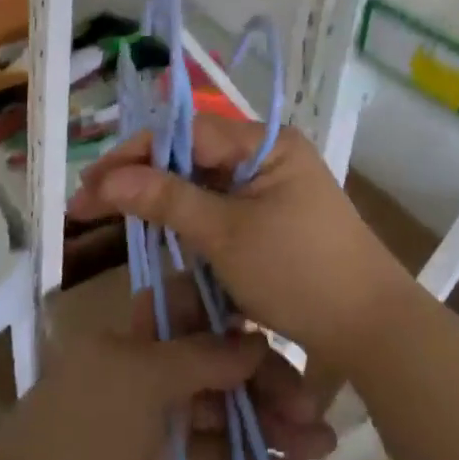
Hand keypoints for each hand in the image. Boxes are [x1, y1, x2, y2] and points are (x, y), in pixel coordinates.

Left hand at [0, 275, 335, 459]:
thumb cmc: (79, 431)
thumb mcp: (141, 382)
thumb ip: (202, 358)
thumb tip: (257, 338)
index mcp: (142, 331)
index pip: (202, 308)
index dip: (245, 318)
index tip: (289, 330)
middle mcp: (155, 365)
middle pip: (222, 363)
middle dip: (269, 384)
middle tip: (316, 413)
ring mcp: (160, 416)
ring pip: (224, 411)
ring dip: (269, 427)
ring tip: (319, 449)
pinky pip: (213, 455)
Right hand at [69, 116, 417, 369]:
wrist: (369, 327)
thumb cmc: (299, 272)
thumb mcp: (226, 234)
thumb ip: (167, 200)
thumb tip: (108, 178)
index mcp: (266, 144)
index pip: (188, 132)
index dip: (136, 152)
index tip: (92, 182)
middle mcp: (268, 156)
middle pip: (192, 156)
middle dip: (142, 178)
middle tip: (89, 203)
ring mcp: (270, 189)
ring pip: (202, 186)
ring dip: (161, 203)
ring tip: (112, 216)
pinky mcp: (270, 220)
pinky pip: (220, 211)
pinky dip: (188, 224)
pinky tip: (155, 235)